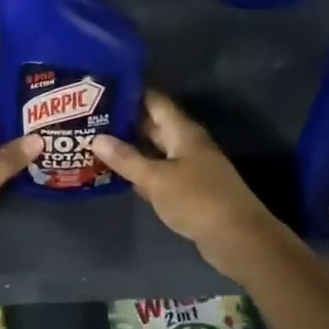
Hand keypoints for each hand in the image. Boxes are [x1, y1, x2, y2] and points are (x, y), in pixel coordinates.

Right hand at [92, 91, 289, 281]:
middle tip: (90, 119)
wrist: (238, 239)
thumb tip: (96, 138)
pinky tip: (118, 175)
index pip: (154, 100)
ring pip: (155, 150)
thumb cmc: (197, 200)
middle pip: (153, 125)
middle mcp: (186, 143)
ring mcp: (189, 167)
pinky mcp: (189, 190)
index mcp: (182, 131)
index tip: (101, 89)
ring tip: (95, 143)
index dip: (130, 92)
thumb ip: (126, 159)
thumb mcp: (156, 179)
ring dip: (130, 148)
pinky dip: (141, 172)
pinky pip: (160, 173)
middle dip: (124, 122)